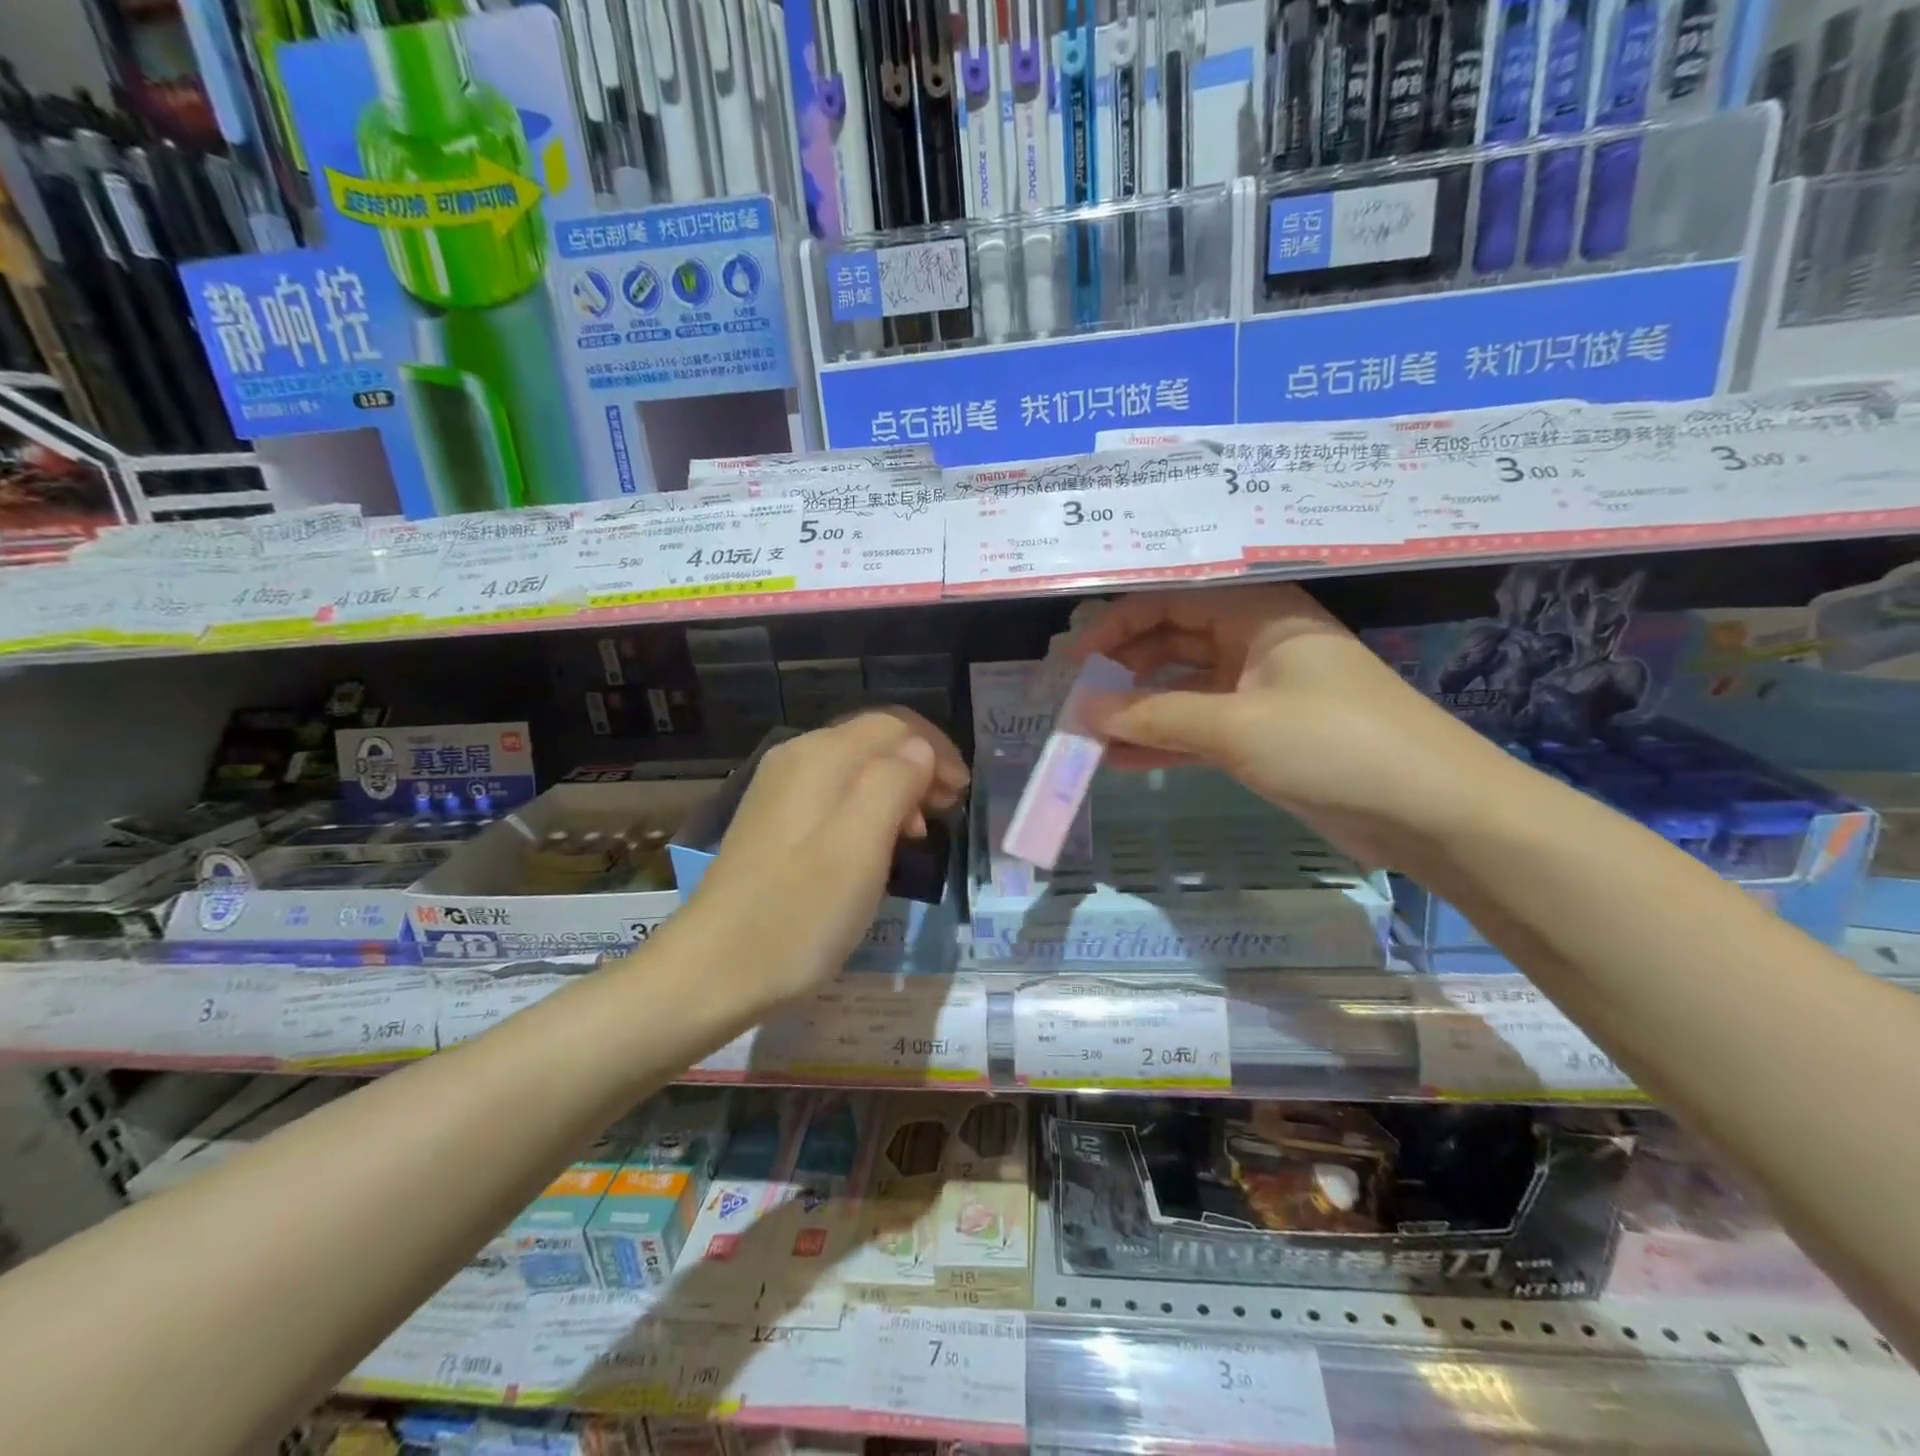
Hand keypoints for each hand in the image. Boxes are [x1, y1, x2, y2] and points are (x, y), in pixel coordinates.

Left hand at [669, 709, 967, 1006]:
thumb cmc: (800, 912)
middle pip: (874, 741)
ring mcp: (781, 790)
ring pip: (856, 769)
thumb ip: (894, 783)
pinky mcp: (774, 821)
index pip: (894, 725)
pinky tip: (876, 848)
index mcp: (821, 756)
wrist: (714, 970)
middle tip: (946, 814)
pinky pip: (835, 795)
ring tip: (918, 836)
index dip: (936, 751)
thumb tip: (919, 750)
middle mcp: (797, 758)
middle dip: (919, 768)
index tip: (961, 795)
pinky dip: (868, 810)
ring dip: (897, 791)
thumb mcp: (860, 846)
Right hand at [1070, 584, 1518, 867]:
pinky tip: (1120, 759)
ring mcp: (1259, 691)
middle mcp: (1255, 642)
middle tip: (1074, 700)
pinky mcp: (1263, 736)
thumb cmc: (1334, 744)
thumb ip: (1154, 715)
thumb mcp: (1235, 725)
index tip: (1074, 661)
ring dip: (1137, 710)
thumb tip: (1083, 711)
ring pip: (1182, 689)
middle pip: (1172, 642)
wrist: (1432, 811)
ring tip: (1086, 733)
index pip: (1169, 601)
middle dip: (1122, 670)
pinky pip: (1199, 728)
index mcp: (1257, 612)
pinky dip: (1164, 741)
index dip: (1116, 625)